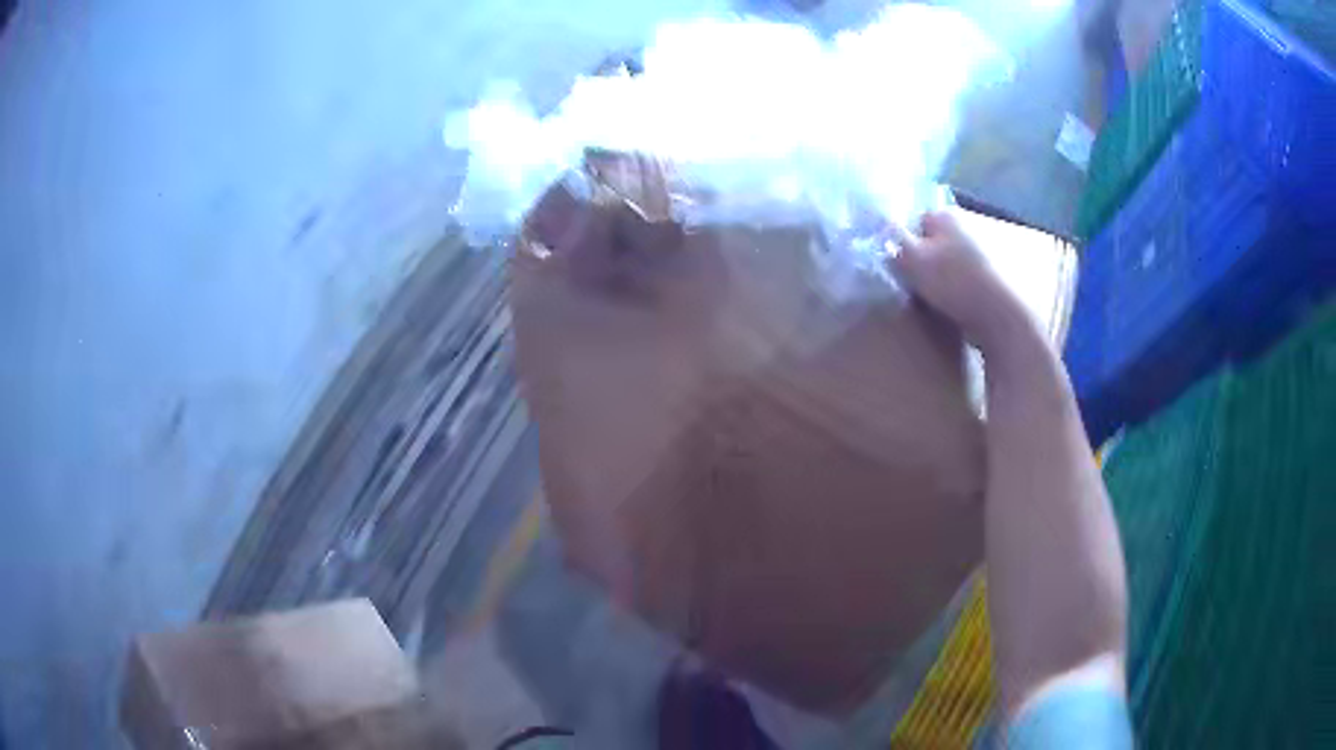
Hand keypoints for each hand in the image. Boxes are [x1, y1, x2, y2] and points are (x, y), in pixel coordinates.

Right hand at [890, 210, 1029, 354]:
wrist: (1002, 318)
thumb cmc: (955, 283)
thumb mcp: (912, 260)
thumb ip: (893, 241)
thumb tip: (880, 228)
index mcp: (947, 215)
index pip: (917, 222)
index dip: (905, 244)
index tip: (901, 269)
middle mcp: (970, 225)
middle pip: (937, 242)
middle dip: (927, 260)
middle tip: (915, 288)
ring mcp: (988, 251)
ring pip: (954, 263)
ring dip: (946, 278)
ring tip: (937, 302)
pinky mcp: (999, 278)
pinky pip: (970, 281)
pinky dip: (963, 292)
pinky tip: (958, 309)